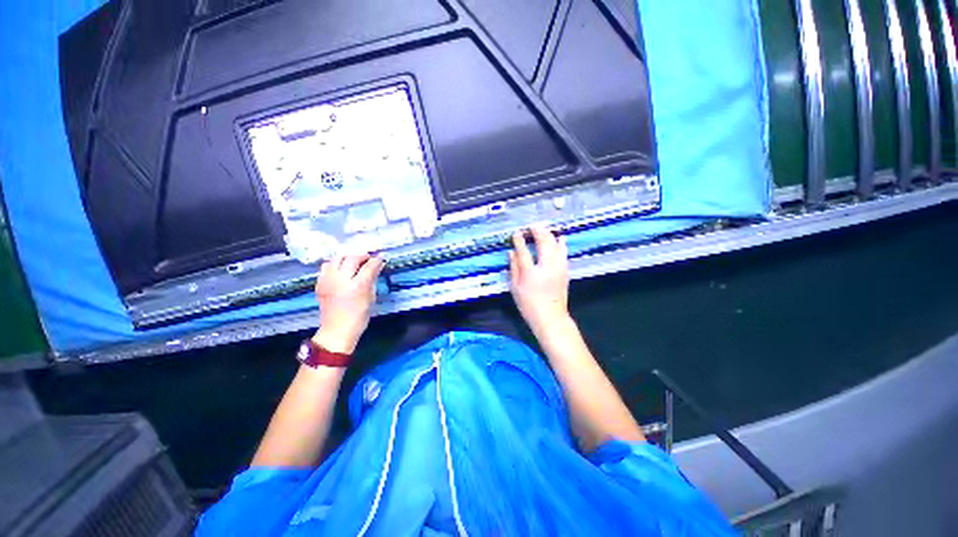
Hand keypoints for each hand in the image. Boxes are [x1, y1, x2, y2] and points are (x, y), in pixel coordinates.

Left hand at [312, 254, 383, 353]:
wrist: (337, 330)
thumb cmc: (359, 316)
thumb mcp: (371, 297)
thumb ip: (373, 279)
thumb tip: (378, 266)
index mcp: (357, 286)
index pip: (369, 266)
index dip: (376, 260)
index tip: (381, 257)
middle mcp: (341, 280)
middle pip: (351, 258)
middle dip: (362, 256)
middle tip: (368, 258)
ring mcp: (328, 280)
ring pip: (336, 258)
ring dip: (347, 257)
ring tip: (354, 262)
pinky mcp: (320, 283)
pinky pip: (326, 267)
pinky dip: (336, 264)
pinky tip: (342, 270)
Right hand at [509, 226, 570, 334]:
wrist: (551, 317)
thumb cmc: (529, 304)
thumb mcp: (515, 288)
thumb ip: (513, 268)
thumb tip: (511, 253)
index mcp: (530, 272)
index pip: (523, 251)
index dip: (519, 240)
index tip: (516, 233)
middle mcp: (546, 267)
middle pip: (543, 243)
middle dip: (537, 231)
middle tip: (531, 226)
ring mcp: (558, 268)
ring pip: (555, 245)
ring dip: (549, 234)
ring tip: (543, 229)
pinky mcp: (565, 271)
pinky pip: (564, 252)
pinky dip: (561, 243)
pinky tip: (560, 238)